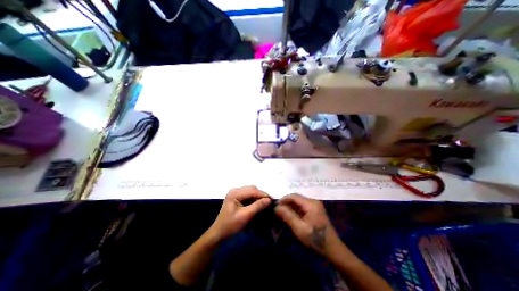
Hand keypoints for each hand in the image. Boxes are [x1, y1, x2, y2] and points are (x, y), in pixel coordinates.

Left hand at [209, 185, 271, 242]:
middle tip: (269, 203)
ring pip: (251, 191)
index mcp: (235, 193)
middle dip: (261, 195)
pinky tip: (258, 205)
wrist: (218, 233)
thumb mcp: (245, 216)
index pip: (252, 191)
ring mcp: (235, 193)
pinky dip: (254, 199)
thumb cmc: (230, 226)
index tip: (272, 200)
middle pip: (252, 189)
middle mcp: (235, 190)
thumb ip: (257, 206)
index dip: (263, 195)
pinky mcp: (237, 197)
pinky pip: (248, 195)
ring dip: (258, 197)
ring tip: (265, 204)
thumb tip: (269, 200)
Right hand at [274, 194, 338, 254]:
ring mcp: (315, 205)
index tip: (275, 206)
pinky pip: (302, 206)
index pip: (293, 196)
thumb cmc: (315, 239)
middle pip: (296, 198)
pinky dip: (295, 209)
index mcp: (310, 204)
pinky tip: (290, 215)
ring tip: (282, 213)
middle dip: (286, 203)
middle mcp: (313, 201)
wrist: (333, 250)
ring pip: (298, 202)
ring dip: (290, 206)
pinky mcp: (315, 210)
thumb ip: (287, 216)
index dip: (283, 199)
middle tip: (277, 211)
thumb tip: (276, 207)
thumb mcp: (299, 228)